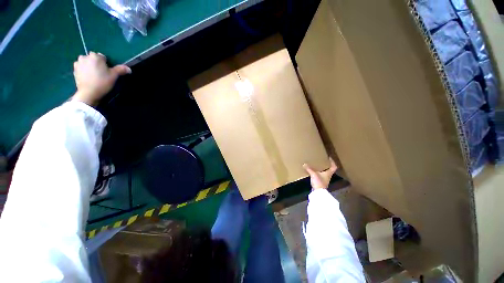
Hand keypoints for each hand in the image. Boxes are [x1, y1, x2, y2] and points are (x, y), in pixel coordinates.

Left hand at [72, 52, 130, 106]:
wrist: (89, 92)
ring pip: (86, 62)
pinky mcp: (74, 70)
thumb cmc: (102, 82)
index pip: (102, 57)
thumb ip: (121, 70)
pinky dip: (84, 70)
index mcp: (95, 56)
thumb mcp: (114, 76)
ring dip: (89, 66)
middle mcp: (85, 57)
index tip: (107, 71)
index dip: (106, 64)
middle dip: (96, 63)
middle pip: (93, 58)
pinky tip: (88, 77)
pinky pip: (80, 67)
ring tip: (93, 75)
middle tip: (101, 73)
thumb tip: (129, 69)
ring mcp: (78, 63)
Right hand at [303, 158, 336, 189]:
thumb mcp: (313, 174)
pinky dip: (319, 173)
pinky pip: (321, 175)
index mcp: (329, 173)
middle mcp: (328, 176)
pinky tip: (314, 171)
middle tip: (322, 160)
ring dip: (322, 169)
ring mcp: (325, 179)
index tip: (329, 158)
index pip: (334, 167)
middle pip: (329, 169)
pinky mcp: (321, 182)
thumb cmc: (319, 182)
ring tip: (318, 165)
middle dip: (327, 165)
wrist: (318, 192)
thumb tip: (304, 164)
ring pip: (325, 172)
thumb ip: (309, 169)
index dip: (333, 162)